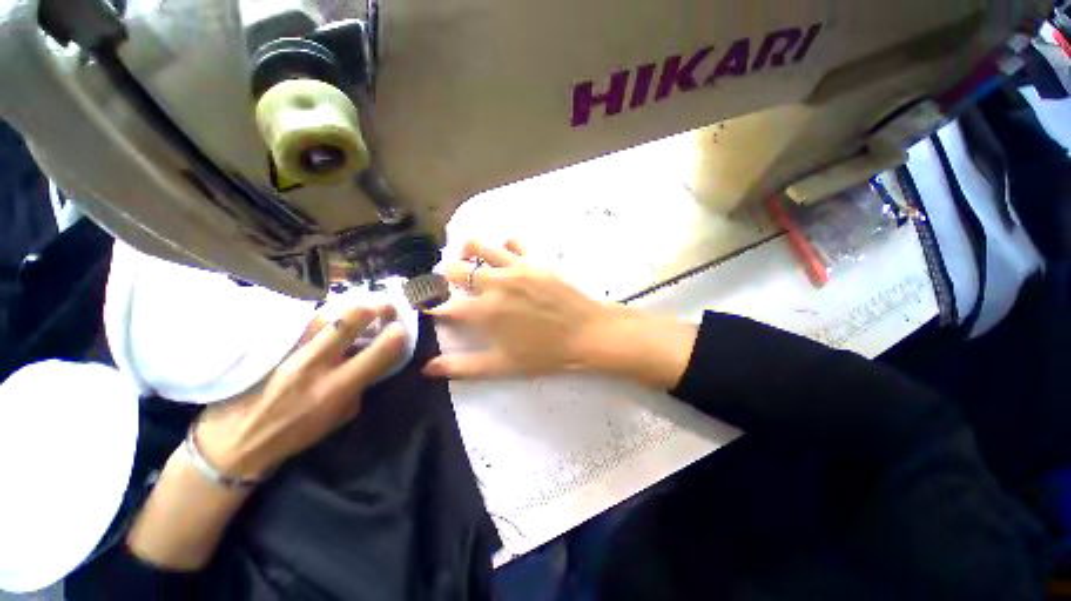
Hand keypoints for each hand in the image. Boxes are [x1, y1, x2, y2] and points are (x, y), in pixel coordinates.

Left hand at [195, 302, 405, 478]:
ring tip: (363, 305)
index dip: (396, 336)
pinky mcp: (271, 344)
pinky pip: (304, 320)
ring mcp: (289, 351)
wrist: (237, 439)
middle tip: (387, 305)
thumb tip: (373, 362)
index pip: (378, 353)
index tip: (402, 328)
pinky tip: (331, 314)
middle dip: (375, 307)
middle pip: (348, 321)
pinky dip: (324, 314)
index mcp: (336, 388)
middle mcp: (314, 364)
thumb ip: (359, 386)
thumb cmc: (295, 433)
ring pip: (324, 314)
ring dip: (350, 306)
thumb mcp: (340, 416)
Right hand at [423, 240, 696, 388]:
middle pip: (454, 269)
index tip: (429, 306)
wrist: (587, 333)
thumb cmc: (545, 353)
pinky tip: (506, 257)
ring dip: (468, 252)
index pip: (443, 305)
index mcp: (484, 312)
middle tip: (450, 284)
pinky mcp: (535, 259)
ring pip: (479, 246)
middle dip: (445, 277)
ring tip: (470, 261)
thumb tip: (426, 368)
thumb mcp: (502, 366)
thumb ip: (462, 367)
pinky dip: (504, 247)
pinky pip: (513, 242)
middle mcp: (495, 283)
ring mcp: (516, 267)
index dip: (431, 306)